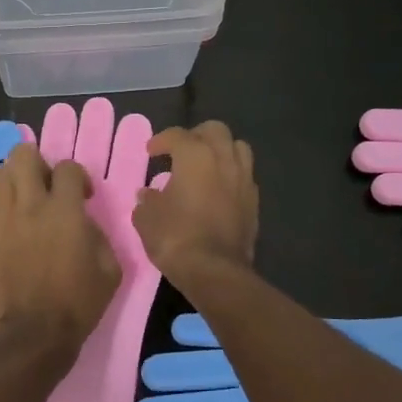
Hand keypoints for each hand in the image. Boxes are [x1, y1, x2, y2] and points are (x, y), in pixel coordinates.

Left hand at [0, 142, 119, 354]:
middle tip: (45, 187)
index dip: (77, 177)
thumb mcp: (110, 269)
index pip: (67, 167)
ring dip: (14, 182)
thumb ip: (99, 234)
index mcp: (65, 210)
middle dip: (37, 164)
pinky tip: (5, 227)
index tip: (82, 196)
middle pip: (23, 154)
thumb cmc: (77, 304)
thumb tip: (84, 221)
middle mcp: (29, 204)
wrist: (31, 335)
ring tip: (22, 202)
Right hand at [135, 122, 257, 286]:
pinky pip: (244, 176)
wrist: (214, 270)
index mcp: (195, 156)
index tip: (151, 152)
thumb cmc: (175, 237)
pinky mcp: (254, 202)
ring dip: (221, 150)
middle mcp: (224, 160)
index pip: (178, 135)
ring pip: (238, 148)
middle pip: (215, 131)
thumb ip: (147, 200)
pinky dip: (231, 175)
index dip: (161, 140)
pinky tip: (218, 190)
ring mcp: (244, 180)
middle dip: (196, 135)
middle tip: (181, 150)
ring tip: (205, 165)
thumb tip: (148, 194)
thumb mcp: (147, 218)